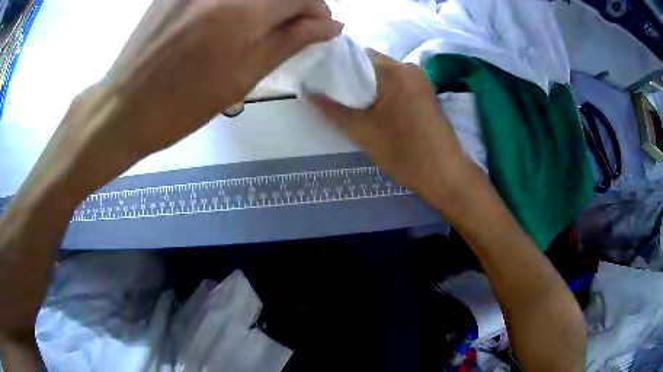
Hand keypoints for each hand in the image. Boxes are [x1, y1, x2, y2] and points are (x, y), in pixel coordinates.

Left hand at [95, 0, 341, 158]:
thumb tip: (330, 26)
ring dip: (266, 2)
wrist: (124, 107)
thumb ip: (290, 42)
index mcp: (242, 12)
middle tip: (289, 26)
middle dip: (293, 4)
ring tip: (256, 24)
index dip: (317, 11)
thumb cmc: (182, 104)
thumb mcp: (243, 78)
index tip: (314, 28)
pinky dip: (237, 0)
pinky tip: (225, 16)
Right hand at [309, 51, 482, 220]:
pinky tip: (369, 108)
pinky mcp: (425, 94)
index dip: (334, 66)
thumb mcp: (364, 132)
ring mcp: (421, 81)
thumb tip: (307, 92)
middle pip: (371, 64)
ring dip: (365, 86)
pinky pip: (395, 85)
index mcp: (396, 72)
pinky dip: (380, 93)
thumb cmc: (406, 154)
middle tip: (328, 93)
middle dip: (349, 77)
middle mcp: (410, 69)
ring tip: (345, 101)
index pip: (356, 56)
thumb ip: (334, 110)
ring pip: (383, 75)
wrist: (446, 176)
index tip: (317, 78)